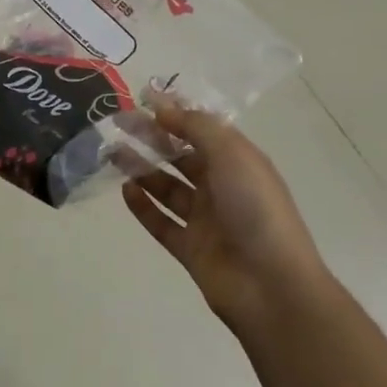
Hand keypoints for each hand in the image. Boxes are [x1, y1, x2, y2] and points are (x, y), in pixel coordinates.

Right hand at [122, 102, 330, 331]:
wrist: (272, 286)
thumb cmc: (255, 208)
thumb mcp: (231, 154)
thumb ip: (195, 126)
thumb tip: (162, 107)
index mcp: (238, 161)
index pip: (202, 129)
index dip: (175, 113)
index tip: (142, 99)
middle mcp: (222, 187)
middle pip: (181, 156)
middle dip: (152, 139)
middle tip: (119, 124)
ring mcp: (206, 220)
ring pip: (167, 187)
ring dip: (142, 169)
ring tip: (114, 153)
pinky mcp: (190, 249)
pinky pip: (161, 222)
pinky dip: (143, 206)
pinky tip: (125, 190)